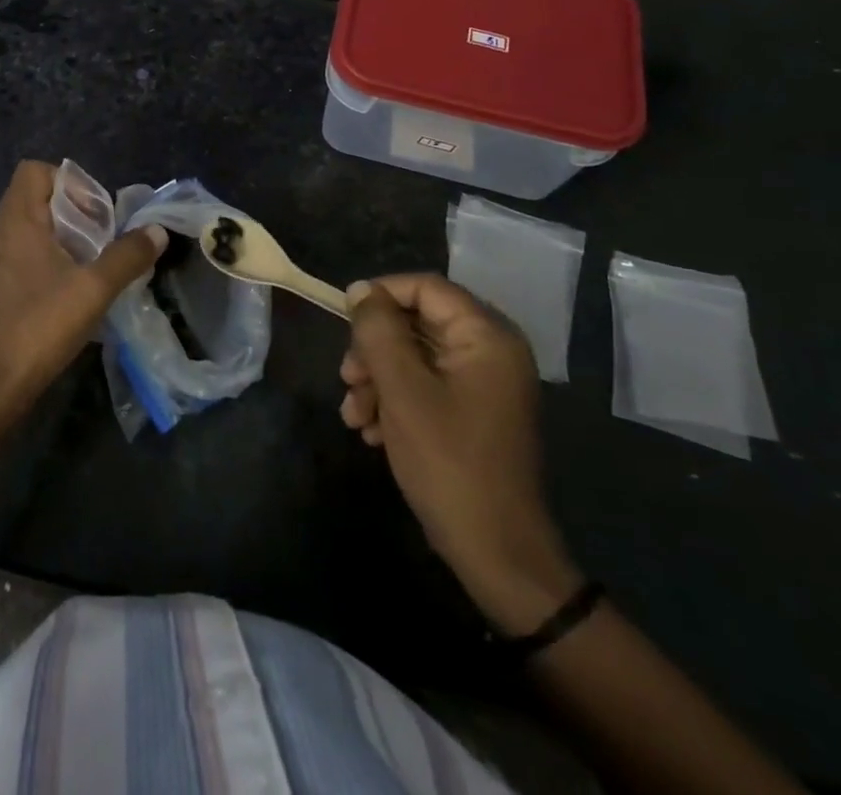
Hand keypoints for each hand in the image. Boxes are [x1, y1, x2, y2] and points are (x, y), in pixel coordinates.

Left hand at [0, 161, 166, 415]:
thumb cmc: (40, 326)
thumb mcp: (94, 289)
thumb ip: (128, 256)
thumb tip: (157, 231)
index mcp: (17, 221)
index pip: (34, 171)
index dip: (68, 181)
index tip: (95, 211)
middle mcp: (0, 234)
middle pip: (36, 198)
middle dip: (74, 211)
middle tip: (102, 238)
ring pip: (32, 229)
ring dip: (64, 238)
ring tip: (93, 264)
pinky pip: (25, 255)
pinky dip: (50, 260)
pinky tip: (72, 290)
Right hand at [341, 273, 583, 633]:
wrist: (496, 553)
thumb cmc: (449, 463)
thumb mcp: (403, 391)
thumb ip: (379, 332)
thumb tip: (361, 289)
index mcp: (486, 337)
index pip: (426, 287)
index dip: (381, 295)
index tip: (345, 320)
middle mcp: (489, 352)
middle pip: (417, 322)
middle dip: (374, 349)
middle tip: (347, 378)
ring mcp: (482, 384)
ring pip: (414, 356)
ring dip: (377, 379)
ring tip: (353, 415)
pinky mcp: (471, 412)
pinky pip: (425, 385)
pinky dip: (394, 400)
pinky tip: (370, 431)